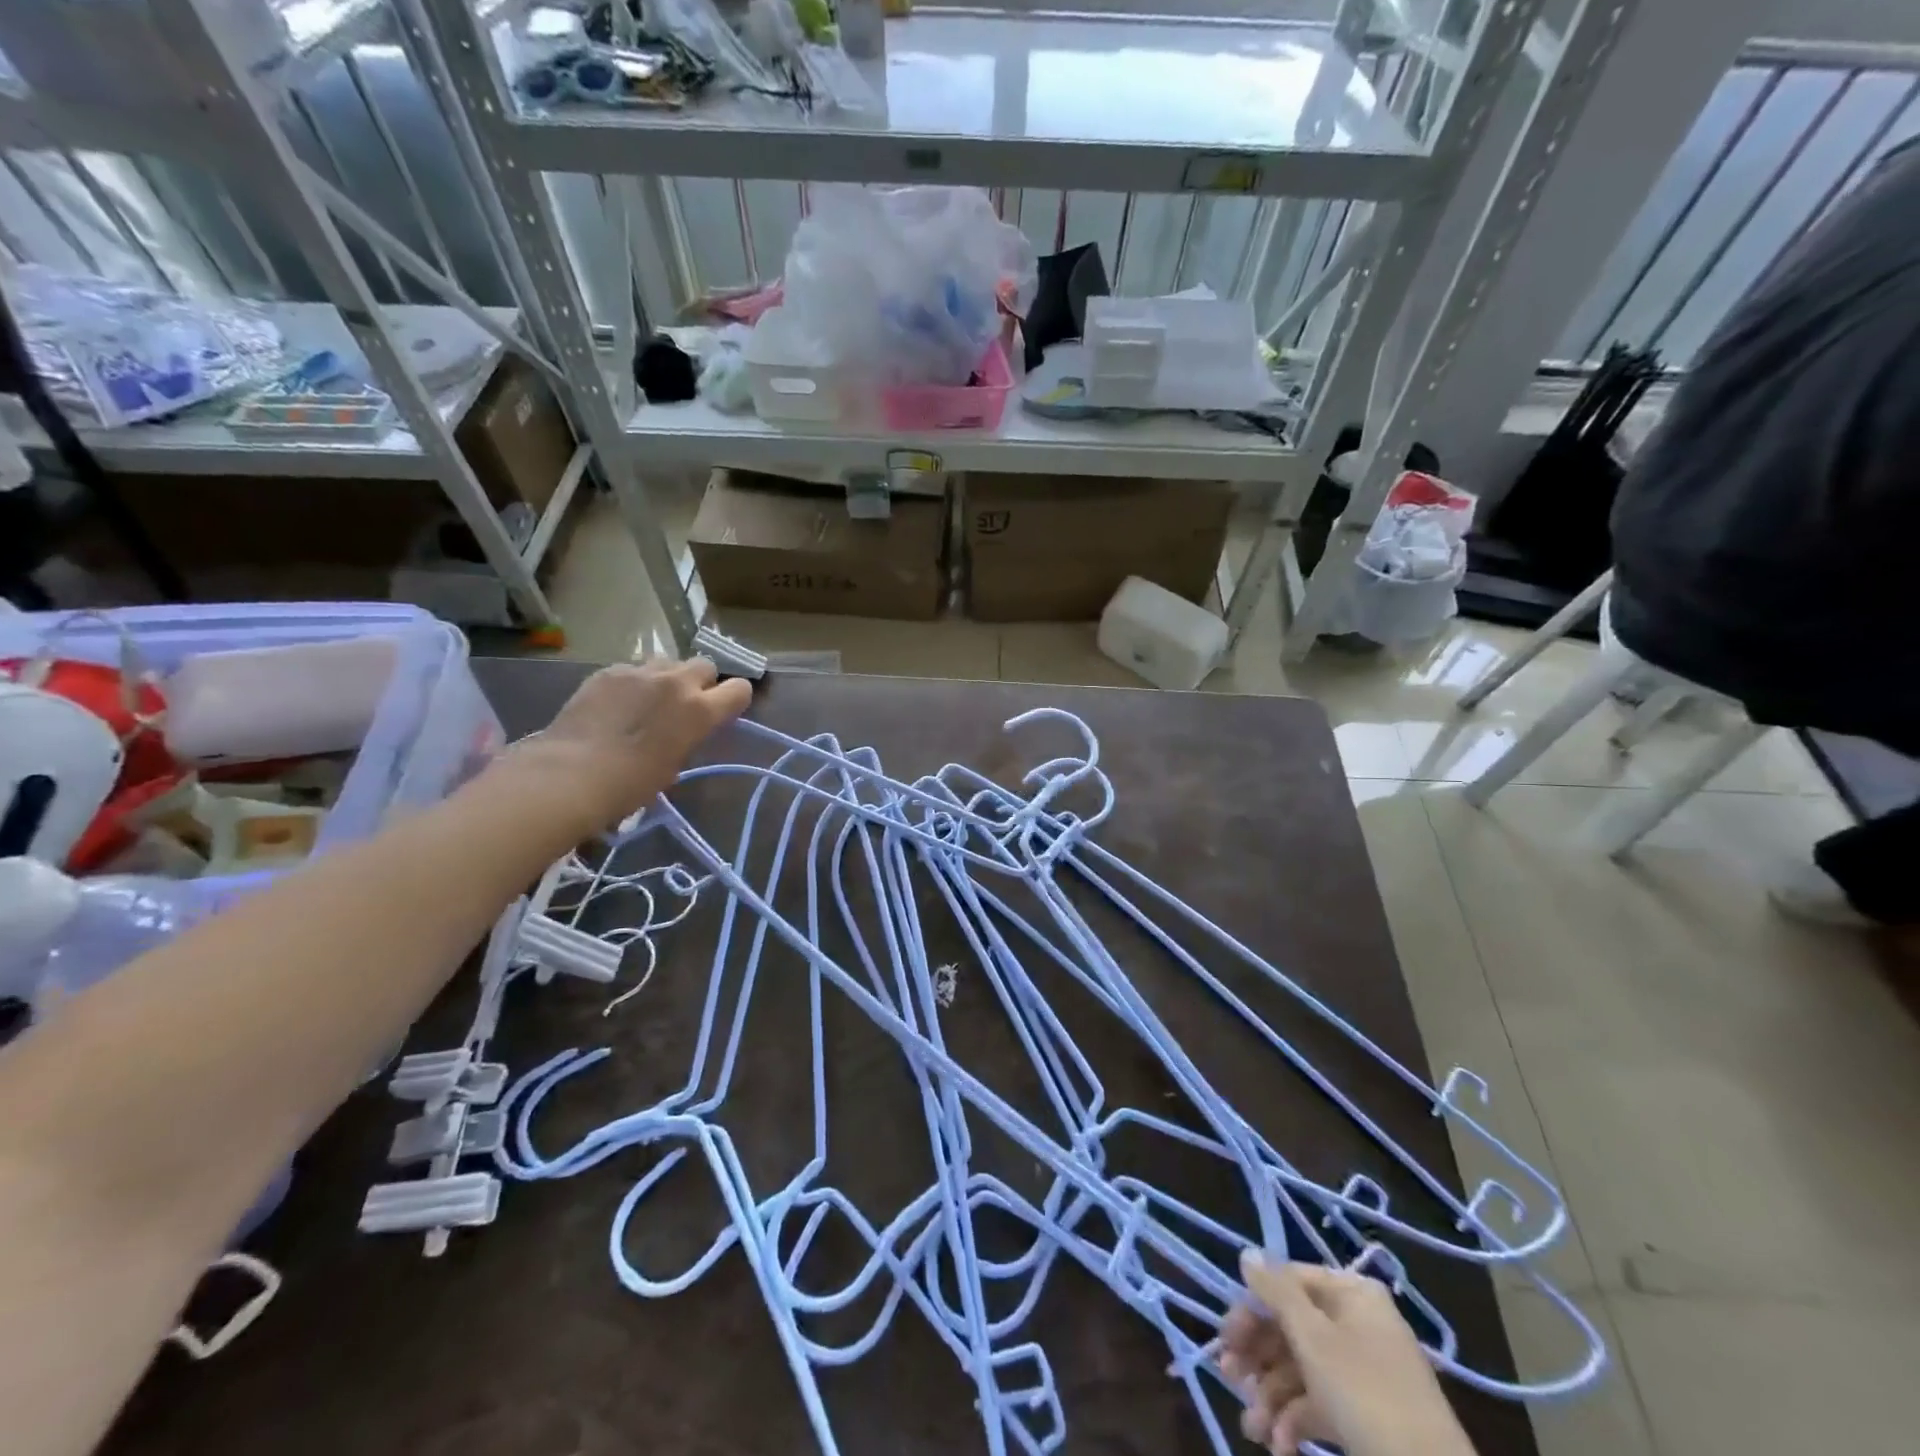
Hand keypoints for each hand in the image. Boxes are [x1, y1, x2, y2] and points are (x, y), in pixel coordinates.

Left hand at [504, 659, 751, 832]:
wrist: (571, 773)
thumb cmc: (630, 784)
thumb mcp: (673, 765)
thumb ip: (688, 738)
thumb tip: (682, 732)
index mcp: (700, 711)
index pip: (739, 689)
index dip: (734, 700)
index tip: (723, 712)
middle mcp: (676, 682)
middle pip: (704, 665)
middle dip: (700, 682)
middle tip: (684, 705)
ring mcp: (640, 672)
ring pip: (668, 662)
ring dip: (666, 678)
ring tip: (648, 700)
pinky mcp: (609, 671)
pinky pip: (633, 669)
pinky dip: (633, 683)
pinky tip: (616, 704)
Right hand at [1220, 1252, 1473, 1455]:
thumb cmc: (1366, 1393)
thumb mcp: (1313, 1336)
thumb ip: (1276, 1291)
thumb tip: (1248, 1254)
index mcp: (1351, 1294)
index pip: (1288, 1282)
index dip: (1253, 1306)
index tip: (1226, 1336)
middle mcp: (1357, 1324)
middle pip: (1291, 1327)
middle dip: (1257, 1357)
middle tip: (1229, 1376)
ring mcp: (1363, 1372)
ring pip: (1300, 1370)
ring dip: (1270, 1396)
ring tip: (1253, 1428)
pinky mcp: (1365, 1416)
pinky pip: (1319, 1404)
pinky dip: (1294, 1422)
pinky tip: (1279, 1446)